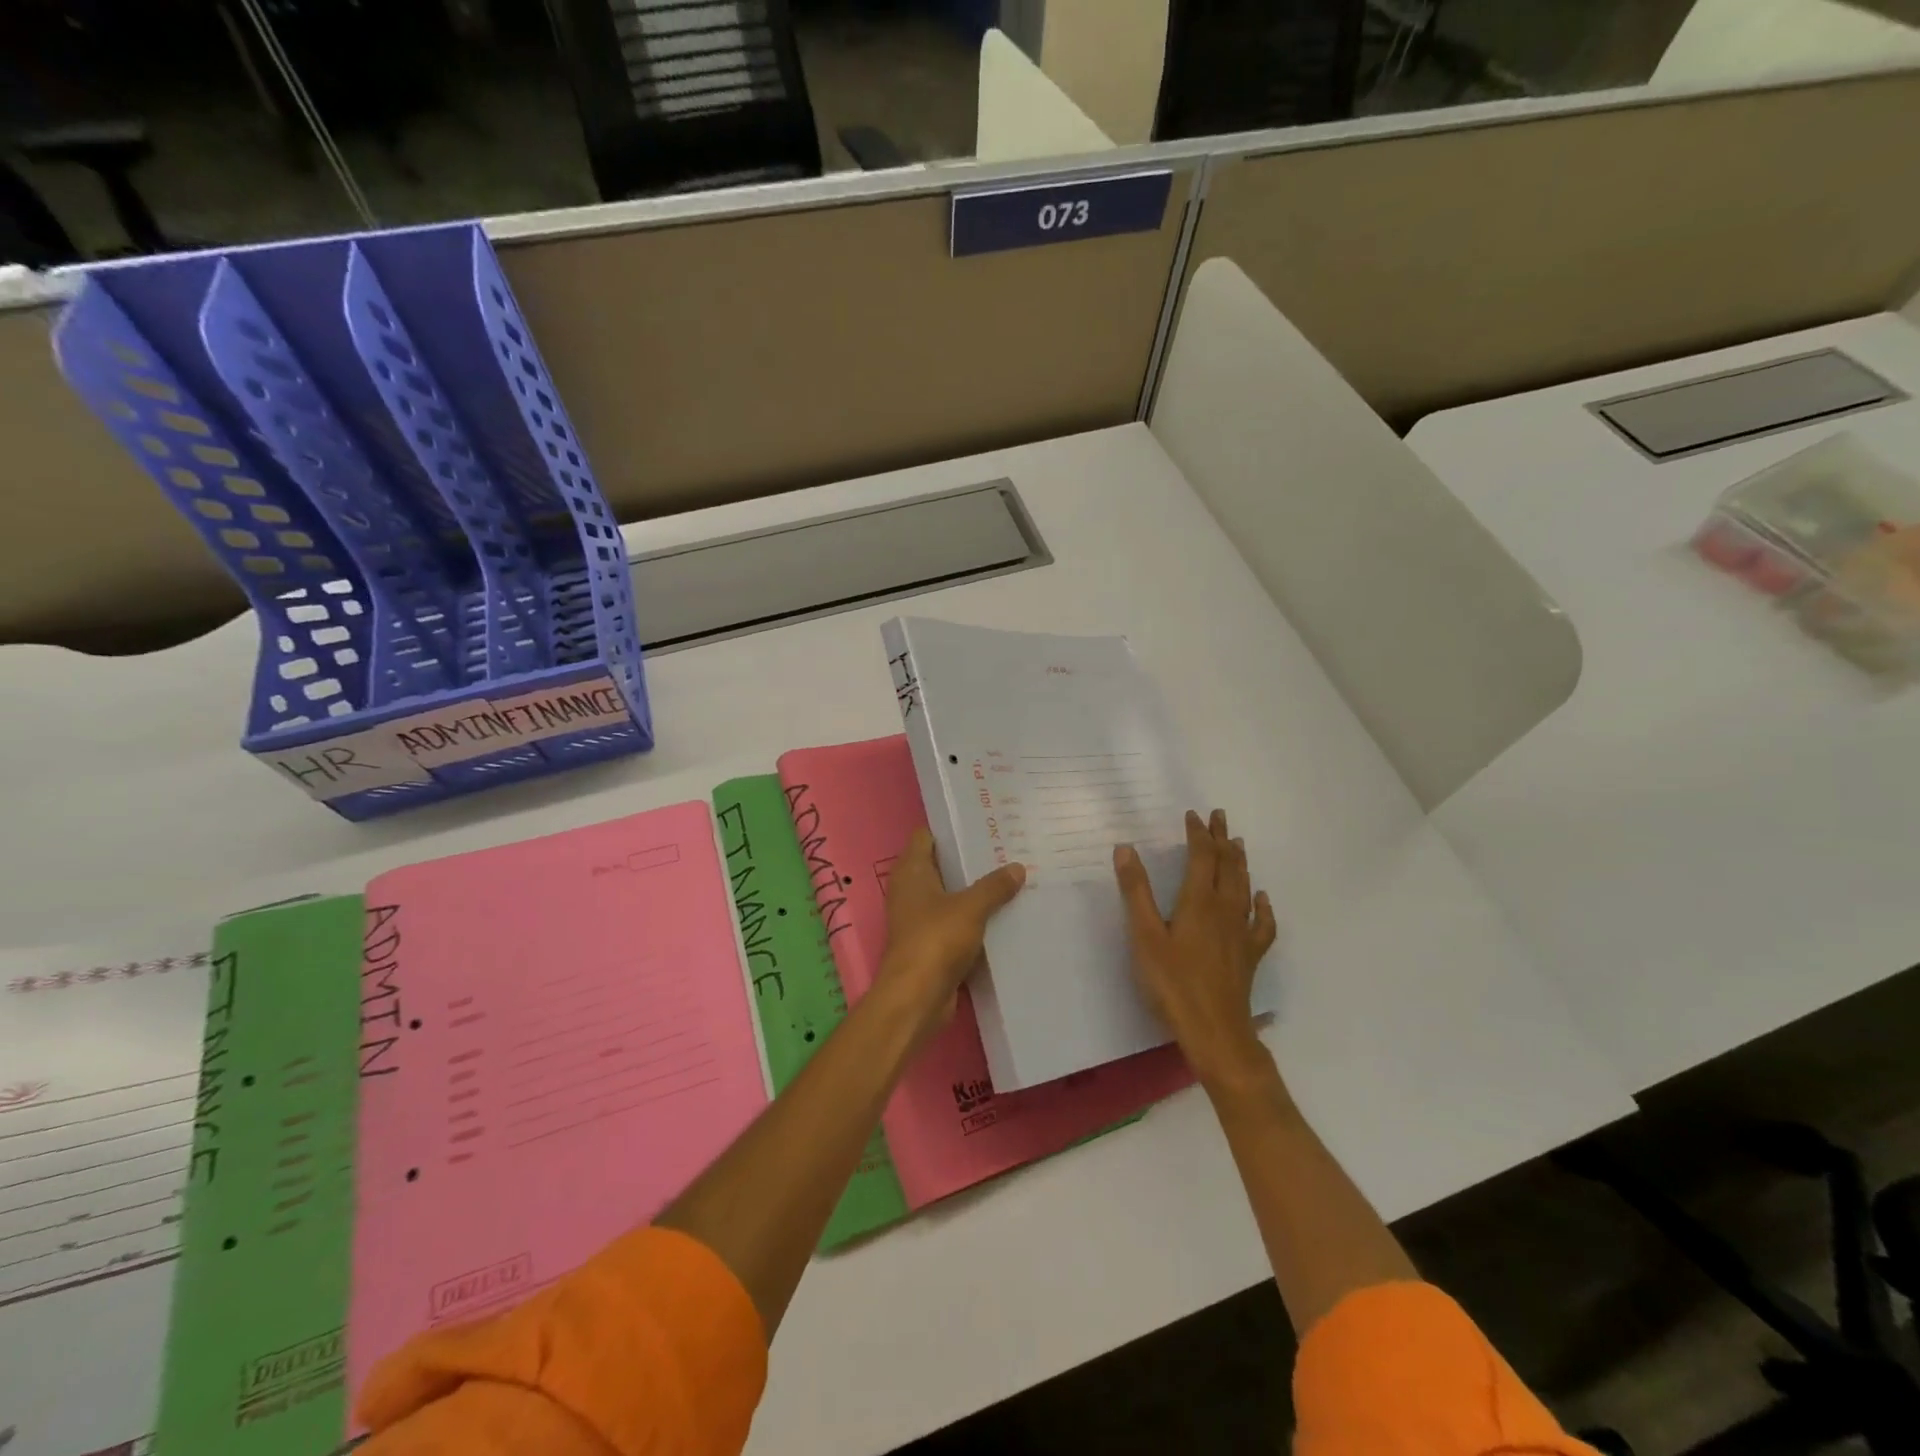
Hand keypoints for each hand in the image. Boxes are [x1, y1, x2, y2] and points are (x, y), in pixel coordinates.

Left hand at [878, 829, 1025, 1031]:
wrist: (916, 998)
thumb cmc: (936, 940)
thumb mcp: (970, 908)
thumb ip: (994, 886)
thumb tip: (1017, 867)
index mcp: (911, 871)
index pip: (927, 836)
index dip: (951, 828)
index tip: (983, 823)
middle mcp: (911, 890)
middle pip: (942, 865)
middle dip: (971, 859)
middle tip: (1007, 849)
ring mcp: (920, 918)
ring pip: (952, 895)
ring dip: (975, 890)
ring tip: (1012, 877)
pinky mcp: (932, 944)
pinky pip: (957, 922)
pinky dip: (975, 918)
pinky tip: (1004, 913)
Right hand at [1115, 808, 1277, 1090]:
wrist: (1215, 1030)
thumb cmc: (1173, 982)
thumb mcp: (1144, 935)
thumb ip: (1135, 891)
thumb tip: (1125, 848)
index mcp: (1198, 901)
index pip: (1201, 857)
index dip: (1198, 834)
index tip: (1193, 815)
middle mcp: (1225, 909)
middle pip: (1227, 866)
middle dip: (1222, 839)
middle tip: (1220, 817)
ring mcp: (1242, 932)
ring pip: (1245, 888)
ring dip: (1240, 863)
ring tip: (1238, 844)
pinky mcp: (1250, 954)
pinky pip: (1262, 923)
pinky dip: (1263, 906)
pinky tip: (1262, 899)